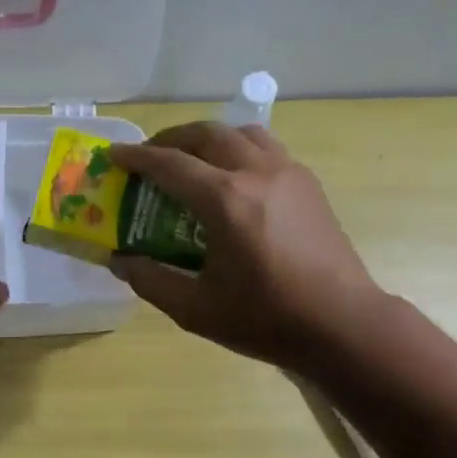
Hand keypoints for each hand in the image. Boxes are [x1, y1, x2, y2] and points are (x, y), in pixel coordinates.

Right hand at [108, 123, 382, 370]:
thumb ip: (151, 280)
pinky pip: (266, 148)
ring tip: (190, 159)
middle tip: (149, 156)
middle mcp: (257, 172)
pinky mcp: (308, 184)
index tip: (114, 155)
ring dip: (208, 138)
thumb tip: (119, 260)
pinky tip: (231, 179)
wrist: (342, 324)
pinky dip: (238, 149)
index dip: (137, 158)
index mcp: (226, 201)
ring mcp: (288, 173)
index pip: (170, 164)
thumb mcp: (196, 309)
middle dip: (171, 138)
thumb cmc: (266, 319)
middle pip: (207, 134)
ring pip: (241, 133)